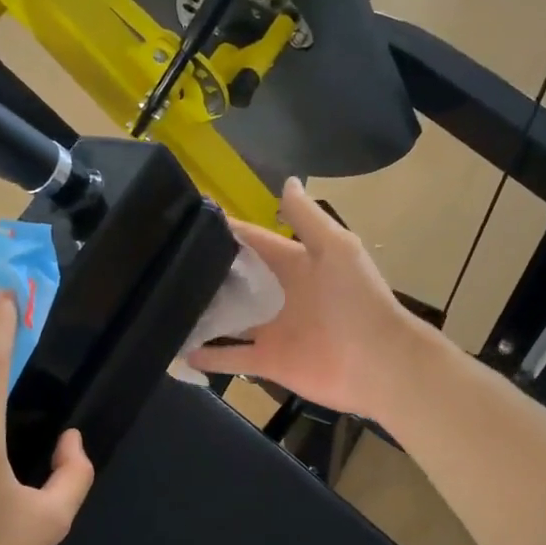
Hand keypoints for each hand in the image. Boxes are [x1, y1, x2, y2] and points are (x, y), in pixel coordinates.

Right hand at [187, 178, 431, 419]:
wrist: (380, 363)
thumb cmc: (357, 300)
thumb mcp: (336, 248)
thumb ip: (306, 218)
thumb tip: (286, 181)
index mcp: (296, 264)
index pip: (255, 243)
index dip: (227, 232)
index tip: (188, 222)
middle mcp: (280, 296)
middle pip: (237, 282)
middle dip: (208, 274)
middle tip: (166, 264)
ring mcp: (272, 331)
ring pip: (229, 321)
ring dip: (203, 315)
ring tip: (165, 305)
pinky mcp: (268, 362)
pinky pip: (231, 358)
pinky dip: (207, 357)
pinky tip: (179, 350)